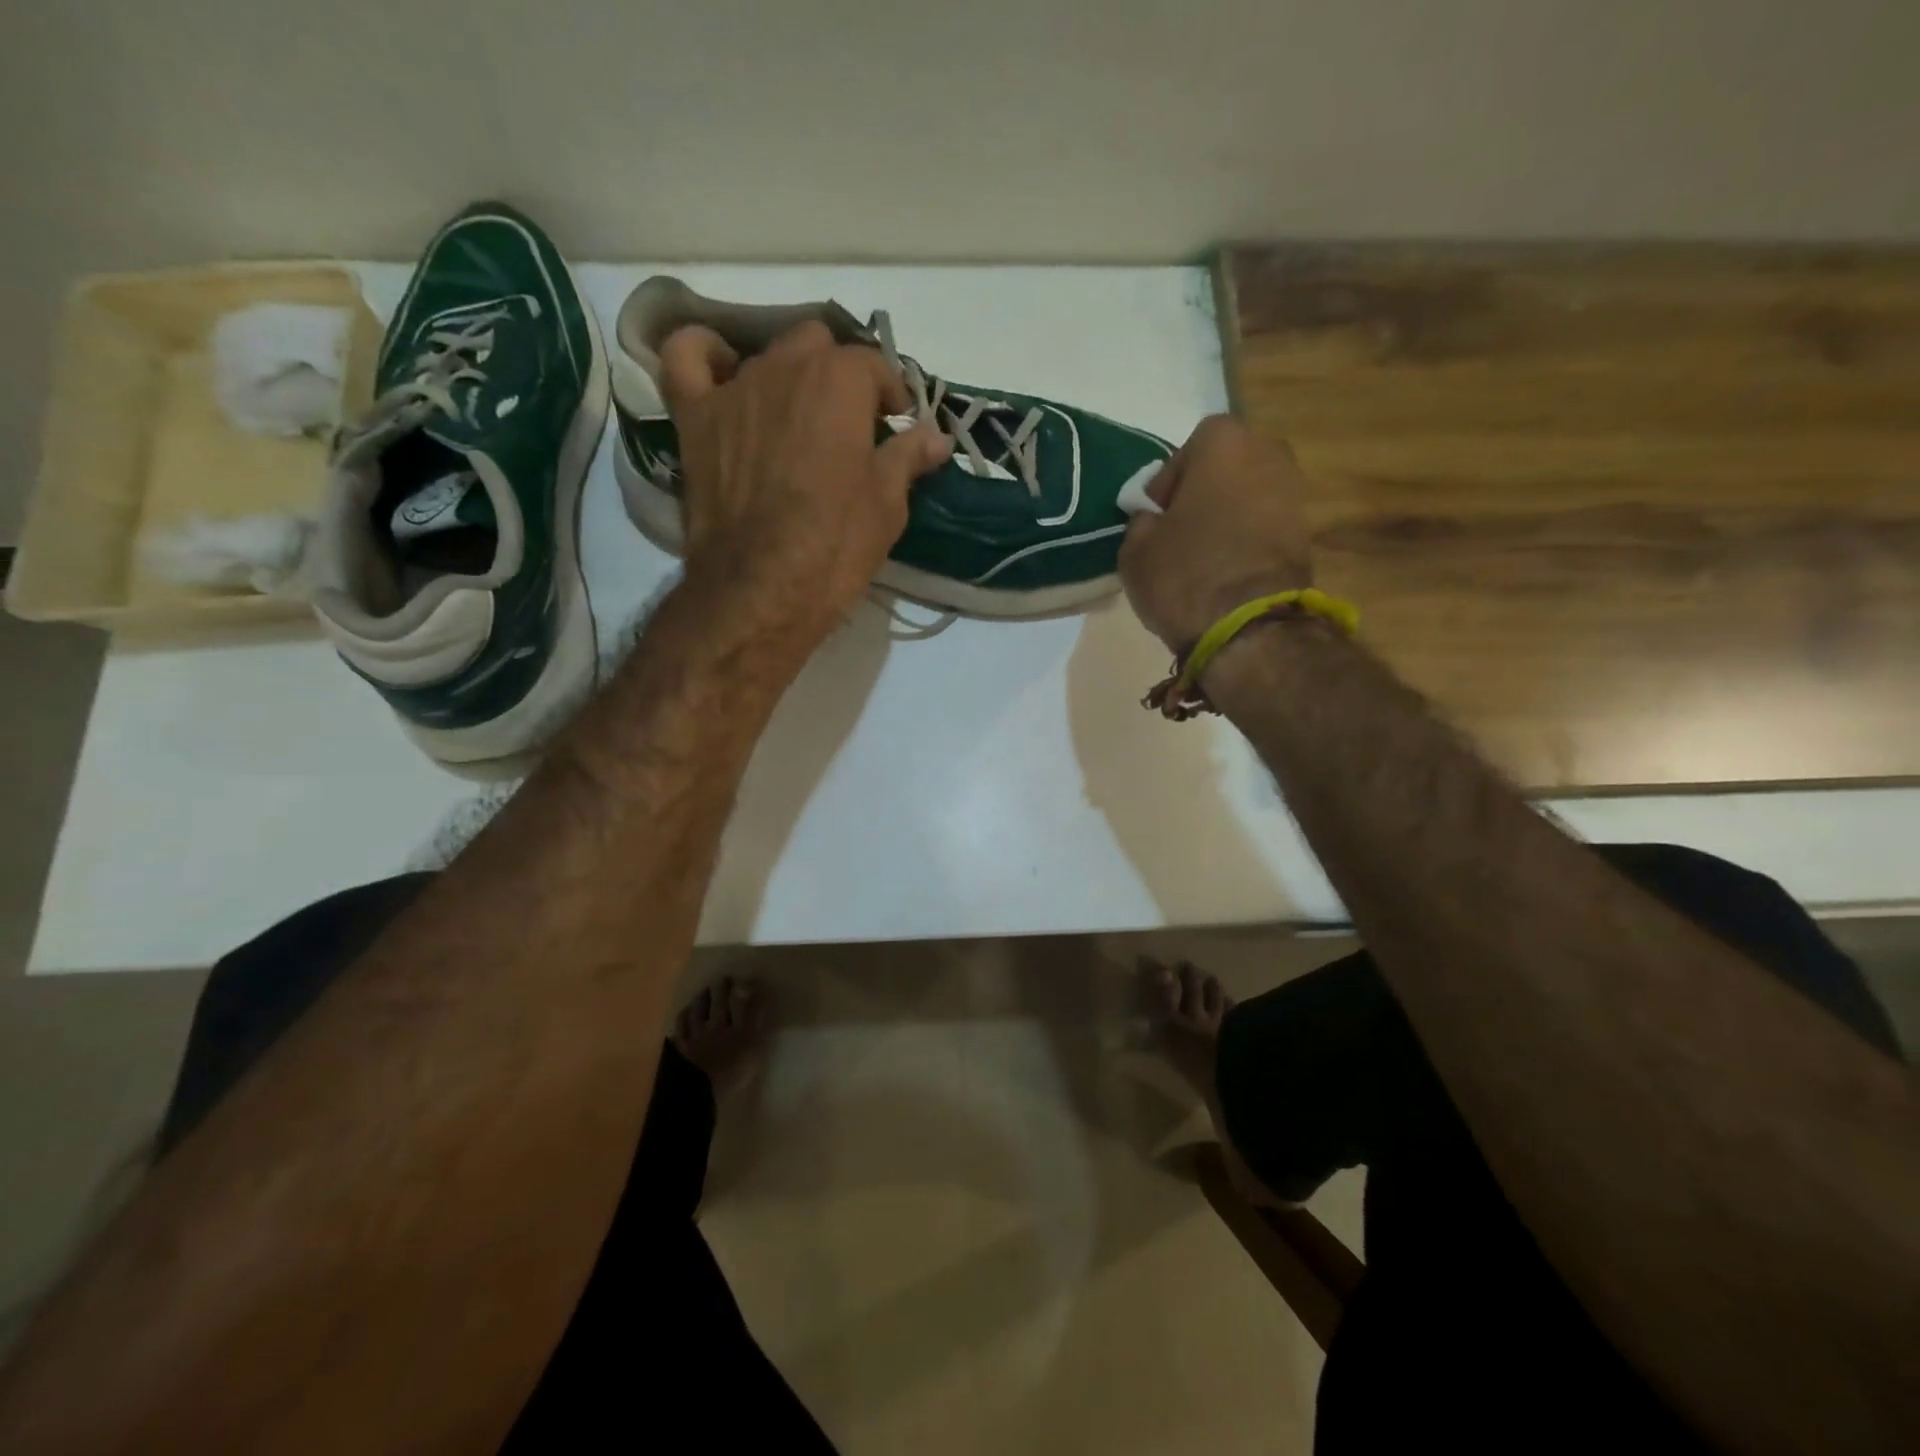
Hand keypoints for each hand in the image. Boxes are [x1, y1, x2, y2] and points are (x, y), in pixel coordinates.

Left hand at [660, 320, 950, 645]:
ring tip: (798, 422)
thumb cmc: (835, 548)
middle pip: (818, 346)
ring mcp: (734, 388)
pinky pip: (687, 358)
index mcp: (840, 382)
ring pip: (766, 356)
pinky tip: (723, 372)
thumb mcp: (887, 506)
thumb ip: (908, 458)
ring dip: (789, 379)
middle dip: (838, 377)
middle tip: (848, 426)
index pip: (873, 365)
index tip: (896, 427)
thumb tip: (937, 436)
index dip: (890, 395)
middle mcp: (786, 367)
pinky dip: (705, 354)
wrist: (762, 590)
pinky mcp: (694, 416)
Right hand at [1117, 415, 1315, 648]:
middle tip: (1179, 533)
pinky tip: (1226, 570)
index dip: (1167, 484)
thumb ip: (1142, 521)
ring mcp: (1294, 491)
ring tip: (1203, 556)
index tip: (1156, 518)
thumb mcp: (1135, 549)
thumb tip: (1154, 520)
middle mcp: (1268, 452)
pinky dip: (1247, 539)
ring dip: (1226, 517)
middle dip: (1202, 494)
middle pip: (1224, 468)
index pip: (1186, 451)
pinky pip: (1264, 524)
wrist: (1249, 627)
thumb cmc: (1185, 574)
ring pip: (1246, 496)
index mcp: (1223, 442)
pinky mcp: (1307, 531)